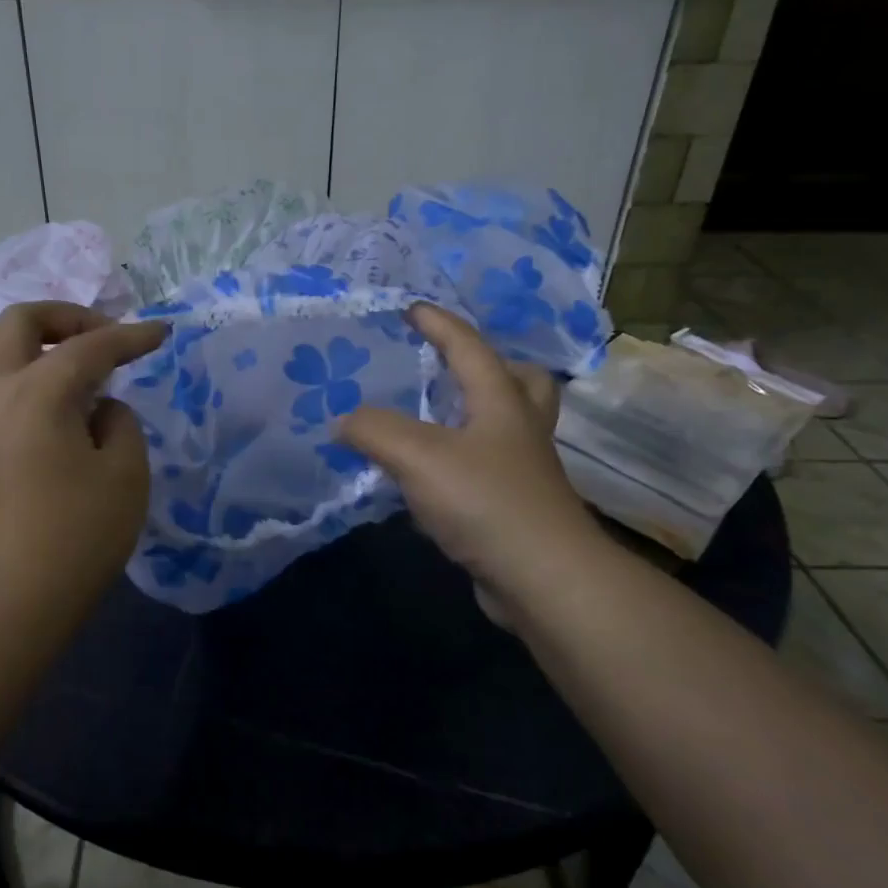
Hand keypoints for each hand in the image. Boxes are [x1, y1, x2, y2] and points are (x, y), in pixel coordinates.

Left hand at [0, 302, 165, 625]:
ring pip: (2, 358)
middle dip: (66, 317)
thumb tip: (98, 411)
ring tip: (88, 386)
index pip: (91, 345)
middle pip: (19, 322)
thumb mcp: (124, 476)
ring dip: (45, 353)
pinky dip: (30, 386)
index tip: (161, 333)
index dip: (132, 336)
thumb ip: (120, 424)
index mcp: (35, 391)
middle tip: (104, 339)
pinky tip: (60, 423)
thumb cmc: (72, 538)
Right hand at [339, 304, 604, 622]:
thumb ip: (374, 430)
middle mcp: (518, 429)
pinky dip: (463, 460)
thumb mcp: (418, 456)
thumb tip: (344, 421)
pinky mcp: (516, 509)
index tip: (411, 308)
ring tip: (433, 419)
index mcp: (500, 401)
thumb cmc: (485, 502)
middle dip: (490, 366)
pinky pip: (488, 469)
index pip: (469, 347)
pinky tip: (429, 477)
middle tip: (452, 368)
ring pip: (505, 426)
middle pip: (520, 381)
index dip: (439, 324)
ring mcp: (523, 471)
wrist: (543, 579)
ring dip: (475, 413)